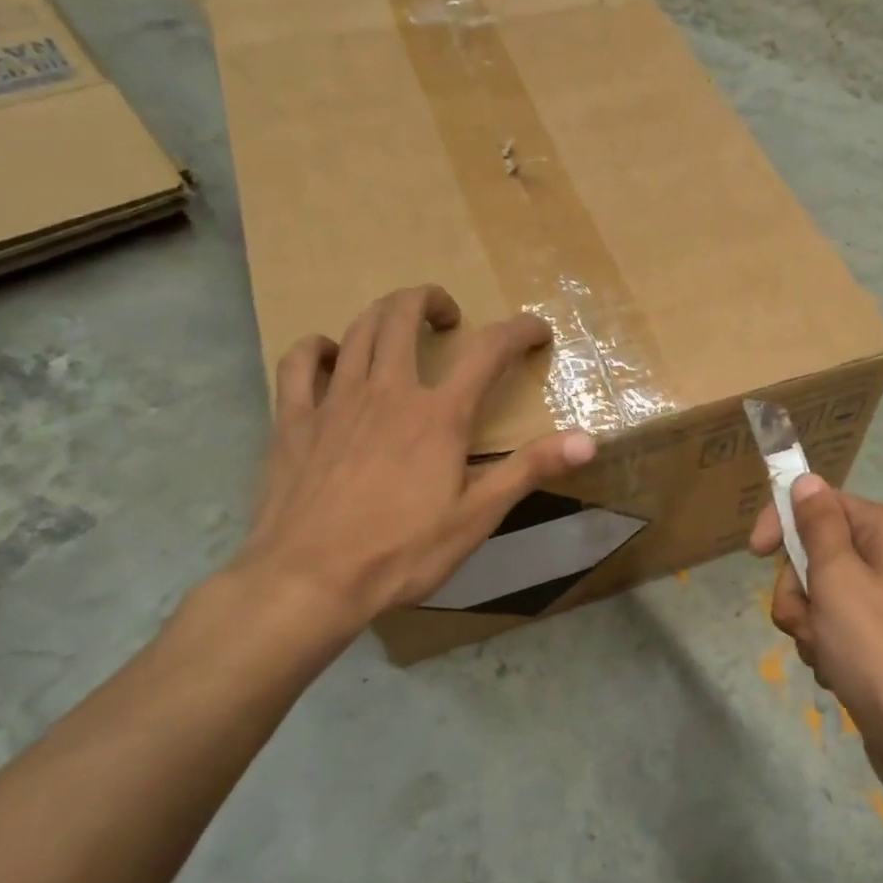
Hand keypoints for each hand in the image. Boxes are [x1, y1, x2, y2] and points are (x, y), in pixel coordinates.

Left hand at [229, 285, 596, 642]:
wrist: (309, 582)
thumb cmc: (403, 552)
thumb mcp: (477, 516)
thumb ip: (530, 469)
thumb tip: (588, 440)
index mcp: (439, 415)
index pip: (488, 351)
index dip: (519, 331)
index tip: (538, 331)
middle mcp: (388, 392)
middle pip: (405, 315)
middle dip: (431, 300)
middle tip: (450, 318)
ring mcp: (335, 401)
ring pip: (358, 330)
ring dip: (385, 313)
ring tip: (401, 323)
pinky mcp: (294, 420)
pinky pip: (299, 363)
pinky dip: (317, 348)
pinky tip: (329, 355)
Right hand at [750, 477, 882, 782]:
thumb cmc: (877, 649)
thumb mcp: (838, 579)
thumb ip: (817, 525)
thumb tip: (807, 480)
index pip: (823, 504)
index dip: (784, 523)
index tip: (755, 552)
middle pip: (816, 553)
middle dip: (799, 591)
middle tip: (811, 620)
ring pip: (818, 594)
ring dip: (809, 624)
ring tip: (827, 654)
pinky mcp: (879, 639)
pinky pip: (833, 626)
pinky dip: (825, 647)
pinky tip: (838, 673)